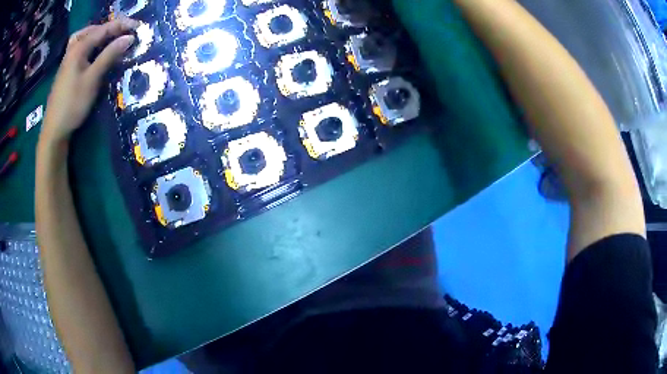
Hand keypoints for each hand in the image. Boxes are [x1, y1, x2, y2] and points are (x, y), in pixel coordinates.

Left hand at [41, 18, 138, 144]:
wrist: (54, 130)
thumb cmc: (73, 104)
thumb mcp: (92, 79)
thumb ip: (110, 55)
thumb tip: (129, 38)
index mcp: (79, 48)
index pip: (104, 29)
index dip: (122, 25)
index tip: (138, 27)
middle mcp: (72, 49)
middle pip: (92, 29)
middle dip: (109, 27)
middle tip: (123, 32)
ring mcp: (67, 60)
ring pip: (83, 37)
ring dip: (97, 34)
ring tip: (108, 38)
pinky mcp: (66, 71)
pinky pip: (79, 48)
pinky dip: (89, 44)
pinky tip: (93, 52)